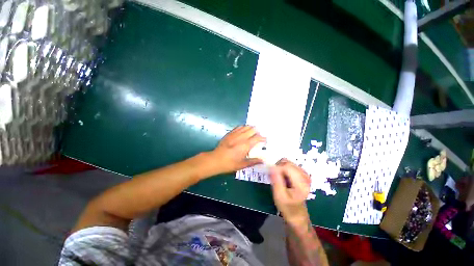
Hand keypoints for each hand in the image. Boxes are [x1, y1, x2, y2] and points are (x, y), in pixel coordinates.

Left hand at [208, 126, 265, 173]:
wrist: (215, 160)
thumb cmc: (229, 164)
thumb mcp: (242, 165)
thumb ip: (253, 161)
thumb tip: (263, 160)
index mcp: (245, 145)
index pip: (257, 137)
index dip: (263, 138)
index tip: (265, 140)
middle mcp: (241, 137)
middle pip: (252, 129)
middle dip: (258, 132)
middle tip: (259, 137)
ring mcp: (235, 134)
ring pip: (246, 126)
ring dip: (251, 128)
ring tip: (253, 133)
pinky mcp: (229, 133)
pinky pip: (238, 127)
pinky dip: (243, 127)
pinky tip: (244, 131)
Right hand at [270, 159, 310, 224]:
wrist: (297, 215)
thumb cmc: (287, 207)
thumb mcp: (279, 196)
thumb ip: (276, 181)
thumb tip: (272, 167)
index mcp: (301, 183)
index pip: (287, 167)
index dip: (277, 168)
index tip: (271, 175)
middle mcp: (305, 176)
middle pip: (288, 163)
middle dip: (278, 167)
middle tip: (273, 176)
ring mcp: (304, 174)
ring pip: (288, 163)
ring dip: (280, 167)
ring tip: (277, 177)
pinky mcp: (301, 174)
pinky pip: (290, 165)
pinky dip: (283, 168)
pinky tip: (282, 177)